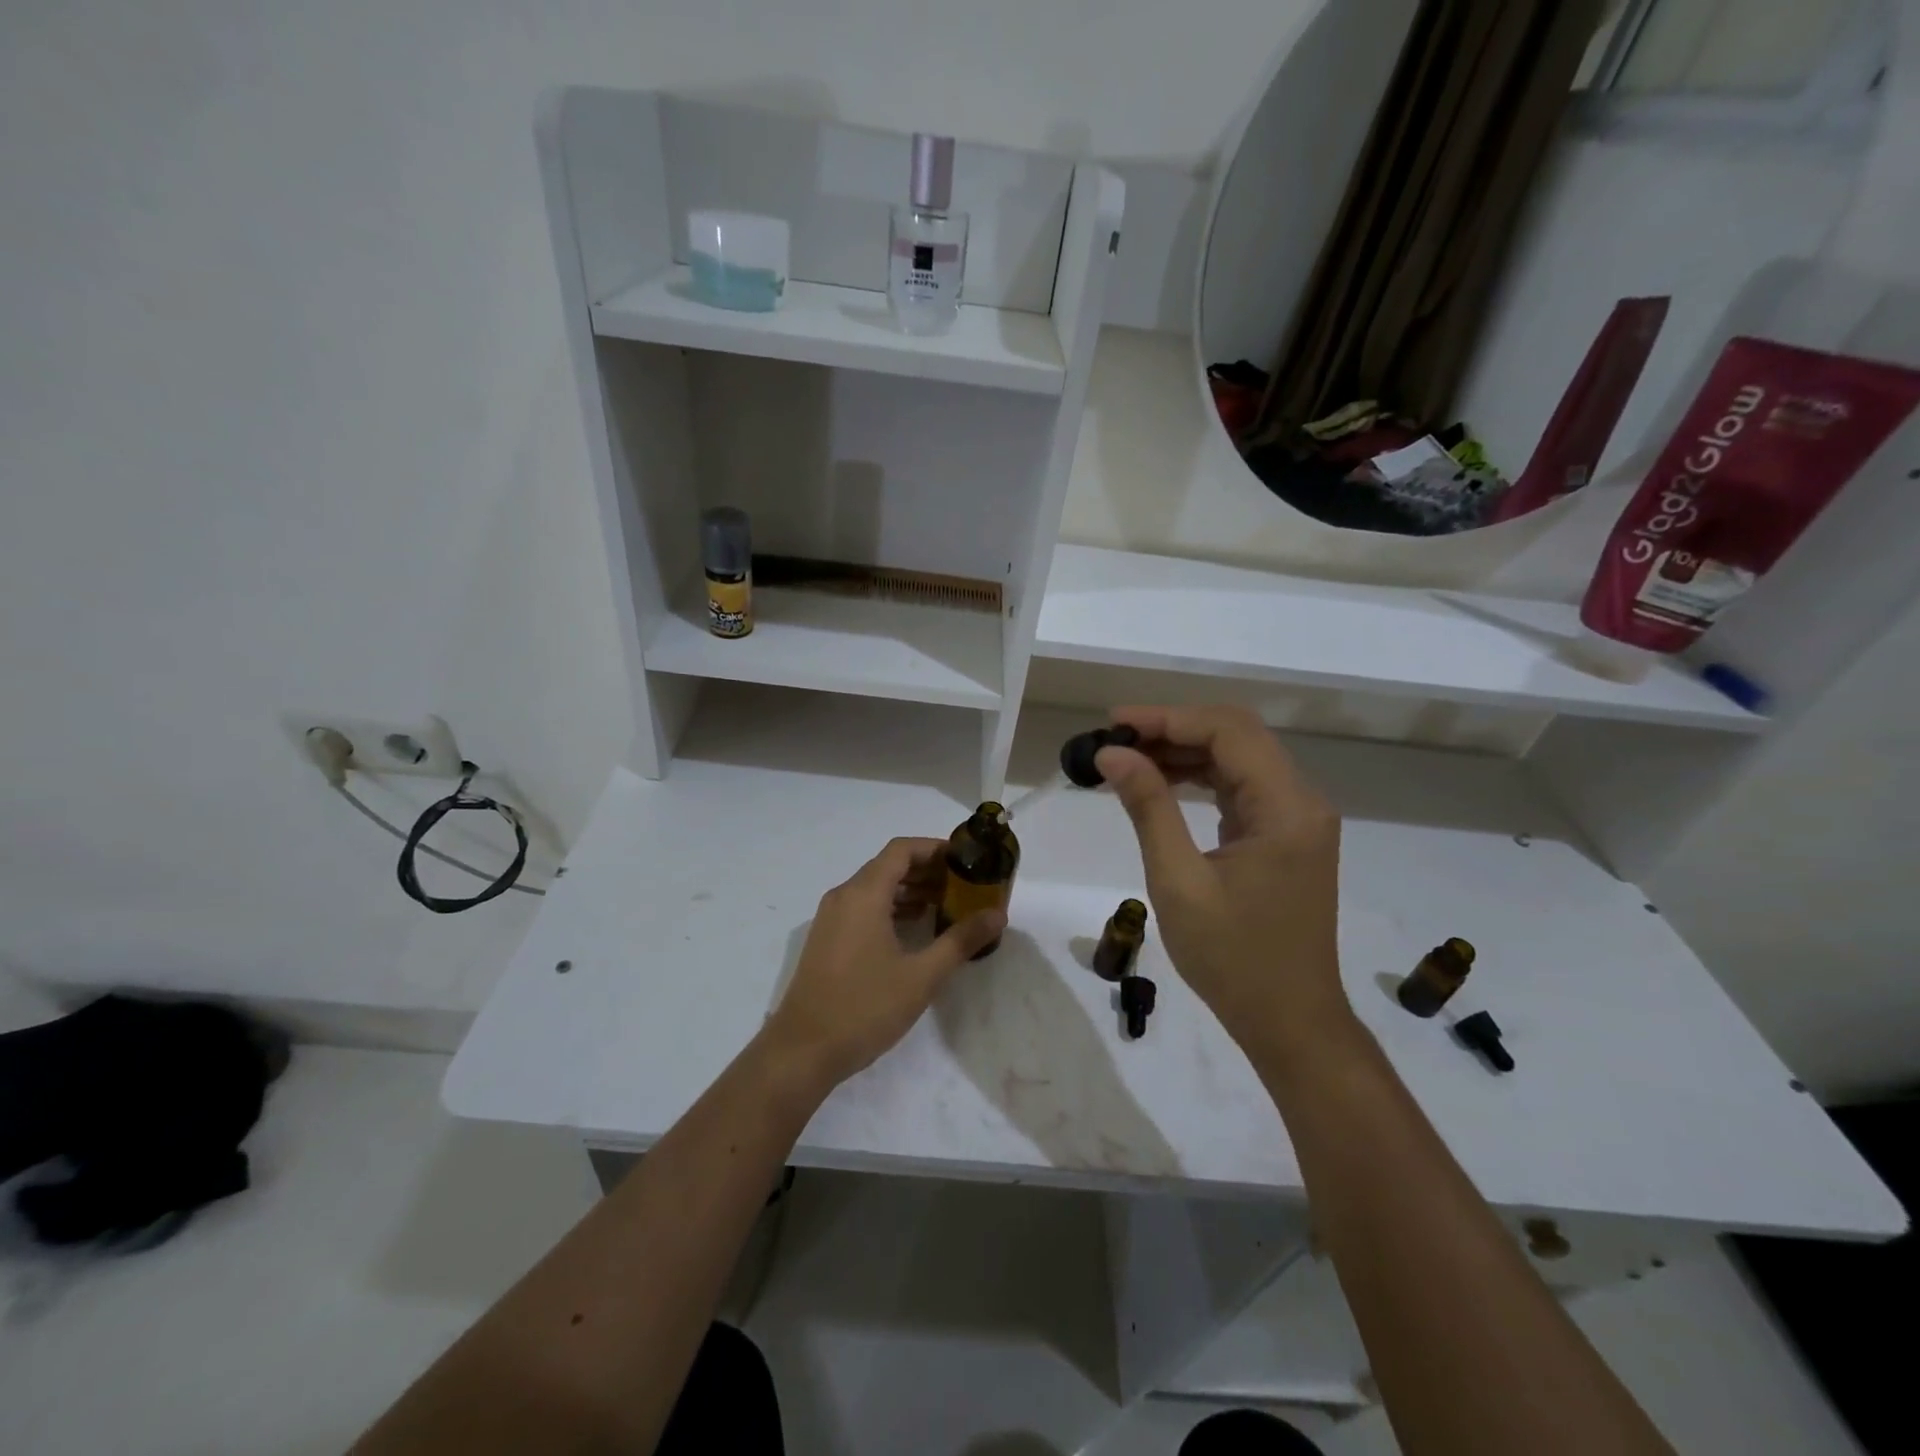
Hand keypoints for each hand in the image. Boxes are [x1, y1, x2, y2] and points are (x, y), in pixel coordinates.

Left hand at [759, 837, 1004, 1093]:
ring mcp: (831, 918)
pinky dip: (891, 908)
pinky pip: (863, 907)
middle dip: (927, 870)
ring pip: (875, 888)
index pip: (902, 850)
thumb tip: (997, 915)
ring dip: (910, 891)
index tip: (966, 859)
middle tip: (964, 886)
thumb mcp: (922, 976)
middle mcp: (844, 896)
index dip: (935, 848)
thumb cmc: (865, 1007)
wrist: (802, 1051)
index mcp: (864, 894)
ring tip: (947, 906)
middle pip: (889, 866)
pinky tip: (915, 930)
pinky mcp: (827, 939)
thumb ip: (961, 940)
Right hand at [1095, 706, 1349, 1056]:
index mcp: (1286, 808)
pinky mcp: (1285, 836)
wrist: (1290, 1021)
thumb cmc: (1233, 958)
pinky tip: (1161, 782)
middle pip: (1237, 736)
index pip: (1228, 732)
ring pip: (1238, 758)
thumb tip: (1112, 753)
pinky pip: (1241, 787)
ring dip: (1184, 751)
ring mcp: (1296, 818)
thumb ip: (1148, 807)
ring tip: (1127, 758)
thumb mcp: (1178, 881)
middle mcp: (1301, 801)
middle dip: (1174, 728)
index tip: (1115, 723)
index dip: (1168, 718)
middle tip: (1116, 738)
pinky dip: (1200, 778)